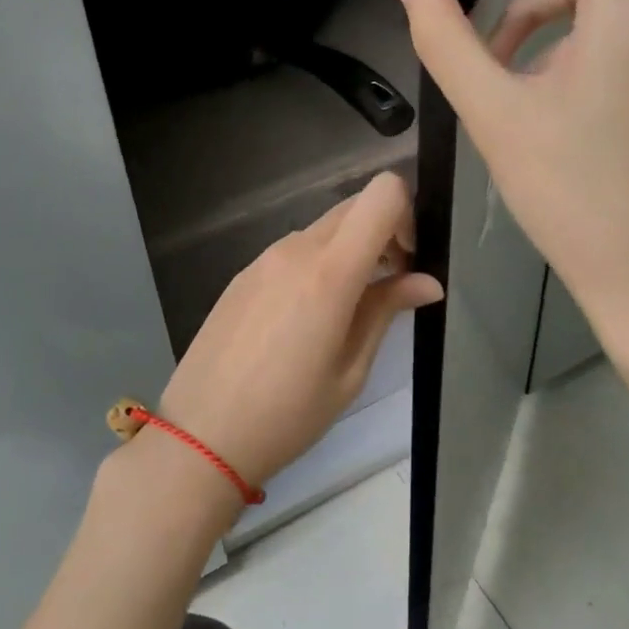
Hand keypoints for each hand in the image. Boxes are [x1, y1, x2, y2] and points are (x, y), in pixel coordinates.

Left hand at [157, 172, 442, 489]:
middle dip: (382, 233)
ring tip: (346, 311)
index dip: (407, 215)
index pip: (382, 194)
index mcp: (329, 271)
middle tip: (387, 288)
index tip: (407, 262)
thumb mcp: (350, 371)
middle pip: (354, 207)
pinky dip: (315, 265)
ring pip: (322, 230)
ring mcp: (263, 259)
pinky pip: (292, 251)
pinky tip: (304, 319)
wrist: (201, 435)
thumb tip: (428, 282)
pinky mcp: (243, 275)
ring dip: (348, 251)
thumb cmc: (287, 414)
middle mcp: (295, 250)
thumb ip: (386, 311)